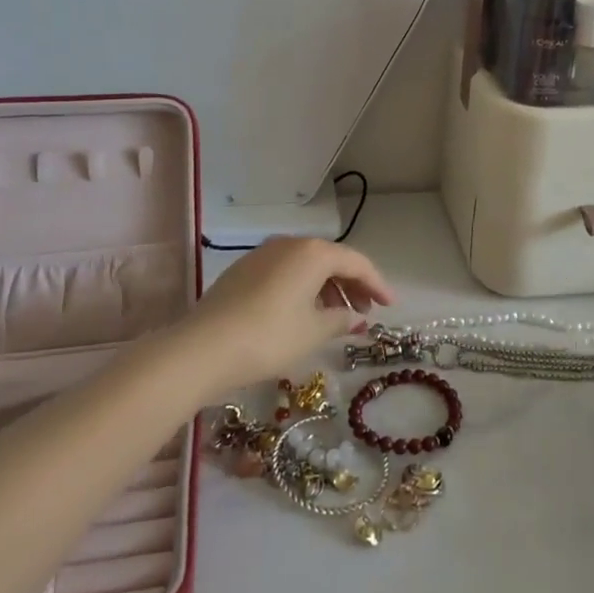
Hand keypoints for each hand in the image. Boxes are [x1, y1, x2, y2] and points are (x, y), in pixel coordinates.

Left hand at [178, 237, 394, 394]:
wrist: (202, 348)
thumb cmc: (269, 337)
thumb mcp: (313, 332)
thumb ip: (341, 320)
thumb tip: (354, 318)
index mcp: (312, 252)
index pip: (356, 261)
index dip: (377, 283)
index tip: (390, 306)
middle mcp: (289, 244)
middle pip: (331, 259)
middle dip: (352, 284)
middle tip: (366, 311)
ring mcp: (262, 255)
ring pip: (306, 266)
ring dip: (327, 287)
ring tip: (337, 316)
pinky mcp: (243, 271)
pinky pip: (285, 273)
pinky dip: (302, 289)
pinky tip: (304, 313)